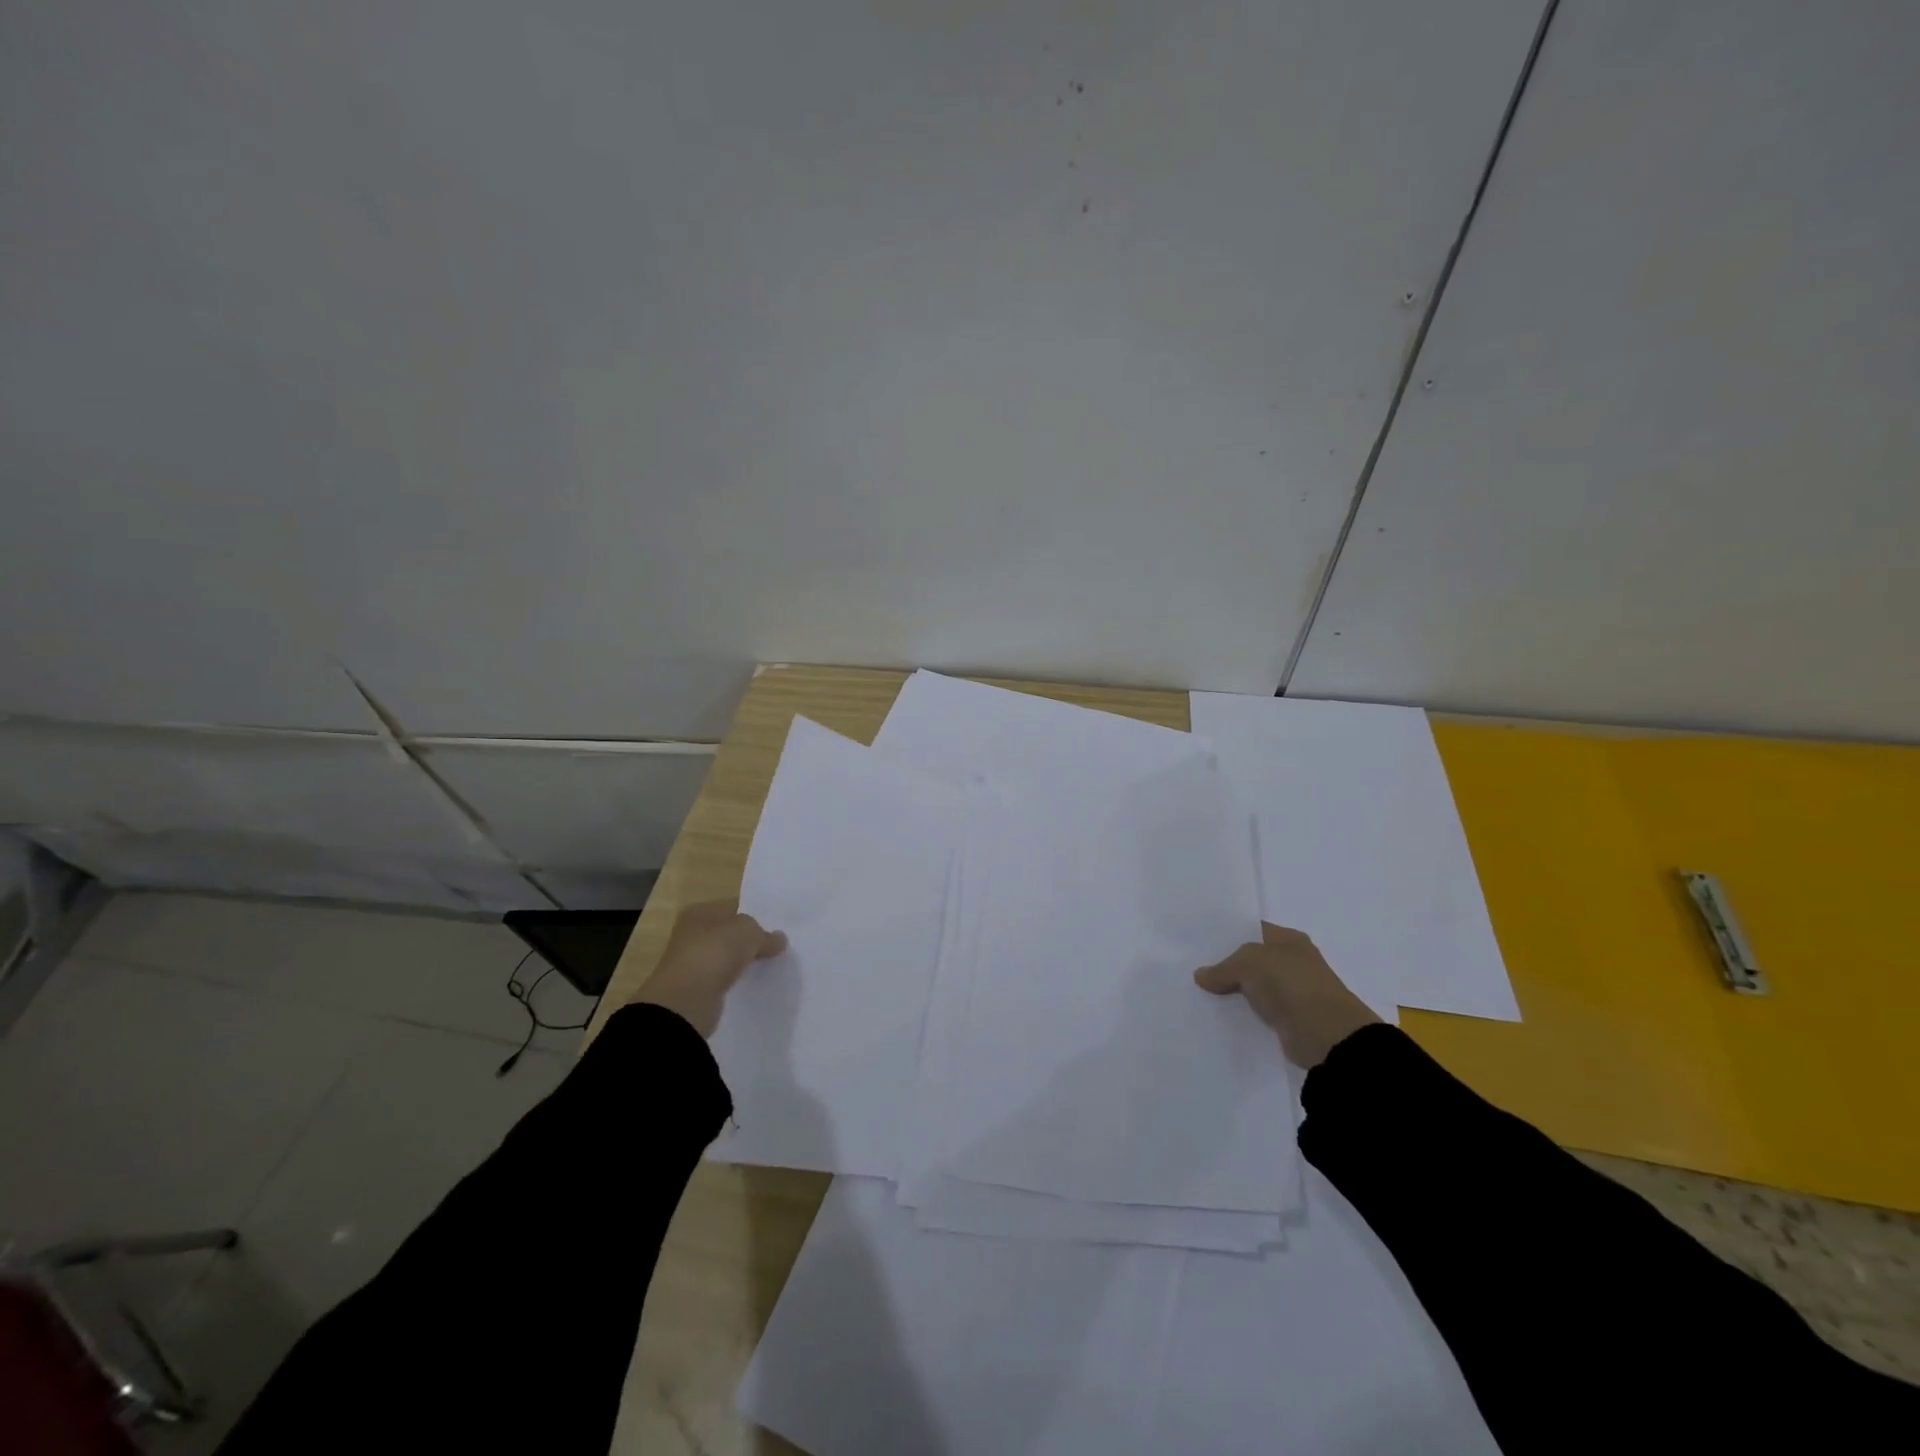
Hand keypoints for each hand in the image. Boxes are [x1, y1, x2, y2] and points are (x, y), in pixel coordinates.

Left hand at [630, 900, 787, 1037]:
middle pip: (729, 933)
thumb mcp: (748, 932)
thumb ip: (765, 934)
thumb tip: (779, 939)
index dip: (756, 915)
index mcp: (700, 912)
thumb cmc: (714, 952)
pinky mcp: (696, 988)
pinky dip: (736, 980)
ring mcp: (693, 961)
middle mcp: (692, 933)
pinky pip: (723, 979)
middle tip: (778, 947)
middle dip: (750, 940)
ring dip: (744, 961)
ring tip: (771, 965)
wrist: (686, 1001)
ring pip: (727, 956)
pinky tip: (754, 983)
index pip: (734, 907)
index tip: (778, 927)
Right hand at [1194, 923, 1380, 1069]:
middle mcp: (1294, 961)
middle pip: (1253, 959)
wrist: (1327, 1035)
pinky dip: (1245, 1013)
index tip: (1201, 943)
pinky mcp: (1291, 1019)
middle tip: (1195, 967)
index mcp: (1289, 939)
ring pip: (1255, 986)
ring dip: (1236, 991)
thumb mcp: (1248, 963)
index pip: (1253, 930)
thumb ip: (1223, 968)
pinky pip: (1261, 1011)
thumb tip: (1200, 975)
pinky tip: (1221, 1014)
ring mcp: (1294, 991)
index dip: (1228, 935)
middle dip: (1228, 964)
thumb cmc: (1290, 984)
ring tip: (1201, 992)